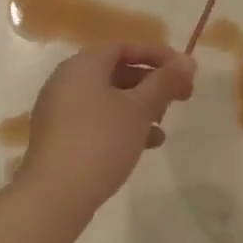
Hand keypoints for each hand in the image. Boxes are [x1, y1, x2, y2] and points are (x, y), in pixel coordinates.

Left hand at [19, 43, 194, 217]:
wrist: (55, 195)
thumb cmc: (101, 141)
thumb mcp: (140, 109)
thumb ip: (165, 82)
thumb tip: (188, 61)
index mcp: (83, 65)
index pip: (124, 47)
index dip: (157, 55)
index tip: (183, 70)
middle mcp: (66, 81)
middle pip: (116, 72)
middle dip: (150, 83)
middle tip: (179, 98)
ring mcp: (59, 110)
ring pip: (107, 99)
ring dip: (139, 107)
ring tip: (163, 125)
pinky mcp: (59, 137)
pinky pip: (96, 120)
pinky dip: (121, 125)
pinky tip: (145, 145)